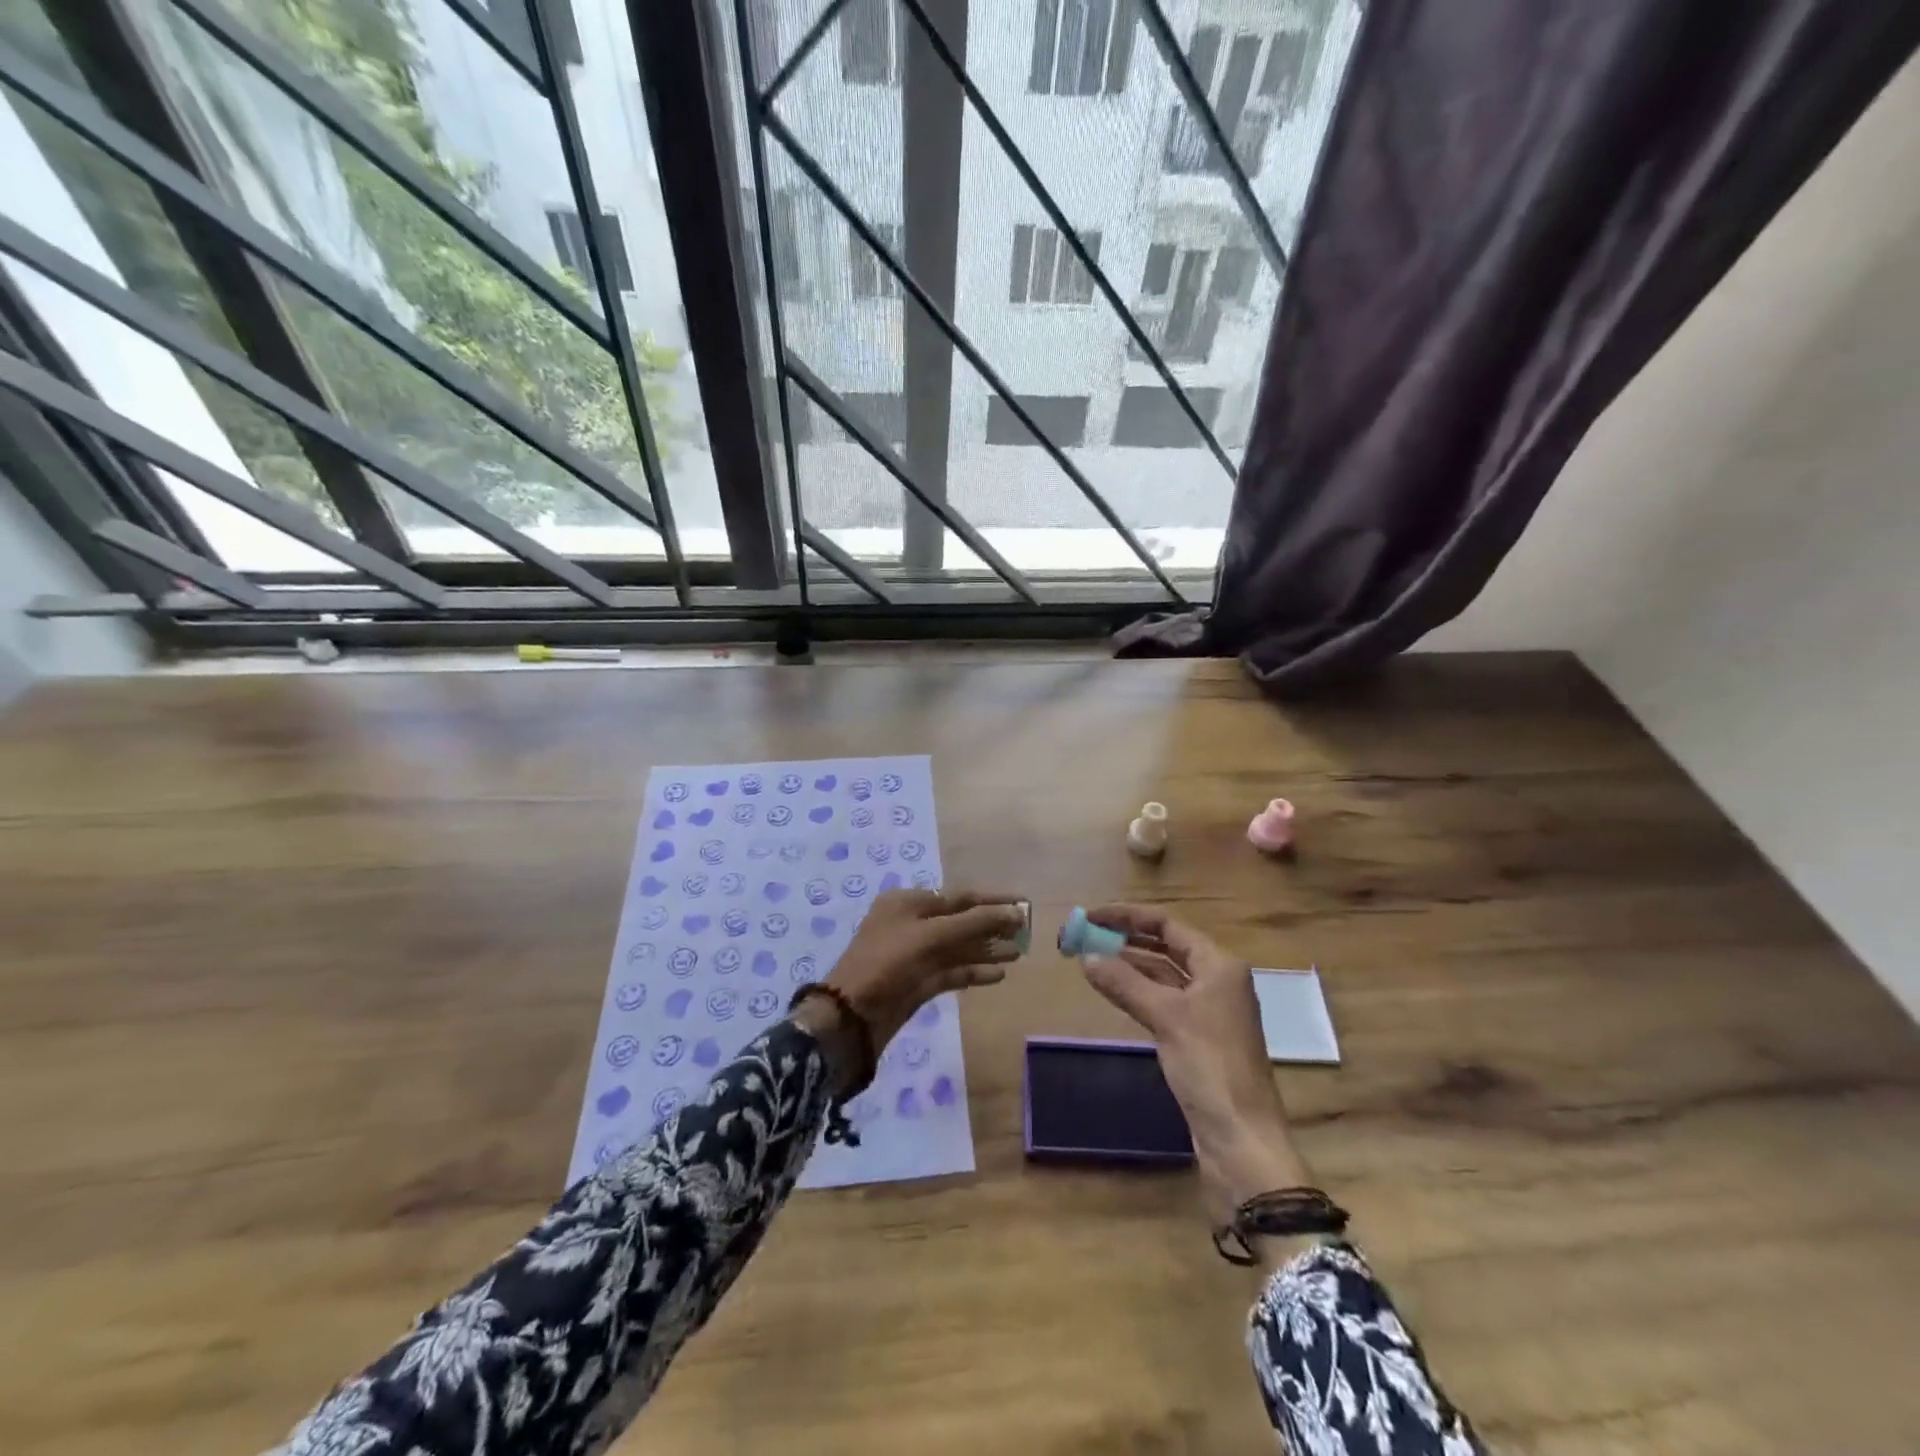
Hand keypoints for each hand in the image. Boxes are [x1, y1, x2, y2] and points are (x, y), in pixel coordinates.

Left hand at [798, 889, 1024, 1087]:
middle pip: (960, 921)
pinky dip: (974, 971)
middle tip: (1026, 933)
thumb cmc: (888, 962)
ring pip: (958, 948)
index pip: (959, 897)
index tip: (1023, 904)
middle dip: (991, 926)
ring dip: (987, 950)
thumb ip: (974, 922)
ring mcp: (915, 955)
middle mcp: (912, 924)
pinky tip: (998, 975)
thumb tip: (1015, 912)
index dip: (992, 901)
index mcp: (908, 903)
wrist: (851, 1015)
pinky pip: (952, 971)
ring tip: (1019, 953)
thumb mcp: (931, 936)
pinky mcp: (919, 983)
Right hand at [1078, 904, 1310, 1216]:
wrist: (1242, 1139)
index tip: (1090, 915)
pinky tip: (1113, 990)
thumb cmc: (1210, 1067)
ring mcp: (1209, 1011)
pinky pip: (1163, 1000)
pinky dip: (1137, 991)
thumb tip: (1086, 956)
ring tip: (1090, 957)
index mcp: (1219, 966)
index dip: (1127, 916)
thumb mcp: (1165, 1017)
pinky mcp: (1198, 1038)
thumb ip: (1124, 982)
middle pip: (1166, 946)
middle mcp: (1216, 981)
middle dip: (1126, 938)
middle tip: (1084, 935)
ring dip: (1129, 964)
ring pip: (1163, 974)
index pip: (1168, 925)